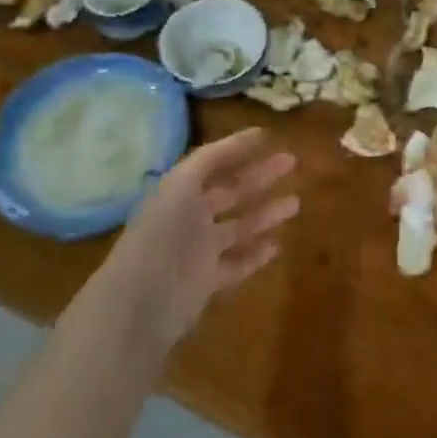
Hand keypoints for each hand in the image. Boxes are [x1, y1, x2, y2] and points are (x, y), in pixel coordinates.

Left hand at [103, 129, 298, 352]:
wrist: (140, 301)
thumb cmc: (162, 234)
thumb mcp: (182, 184)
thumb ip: (212, 159)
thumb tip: (247, 136)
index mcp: (179, 190)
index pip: (212, 162)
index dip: (237, 148)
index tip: (268, 136)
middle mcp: (190, 216)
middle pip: (230, 191)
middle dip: (259, 176)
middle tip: (291, 162)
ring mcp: (199, 250)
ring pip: (239, 226)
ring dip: (265, 213)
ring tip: (295, 203)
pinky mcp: (208, 281)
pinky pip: (237, 263)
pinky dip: (256, 254)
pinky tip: (277, 245)